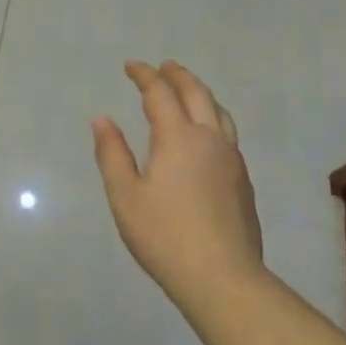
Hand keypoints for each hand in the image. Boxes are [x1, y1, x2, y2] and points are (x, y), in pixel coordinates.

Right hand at [91, 60, 264, 306]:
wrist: (223, 278)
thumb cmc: (165, 236)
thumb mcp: (125, 196)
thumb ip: (112, 154)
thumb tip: (102, 120)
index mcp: (178, 138)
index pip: (160, 93)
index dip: (145, 76)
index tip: (131, 66)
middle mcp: (210, 139)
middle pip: (197, 94)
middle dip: (178, 75)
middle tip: (164, 66)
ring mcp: (232, 160)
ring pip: (219, 112)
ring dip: (201, 93)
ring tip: (188, 90)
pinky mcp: (243, 181)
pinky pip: (228, 133)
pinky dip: (213, 117)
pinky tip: (205, 134)